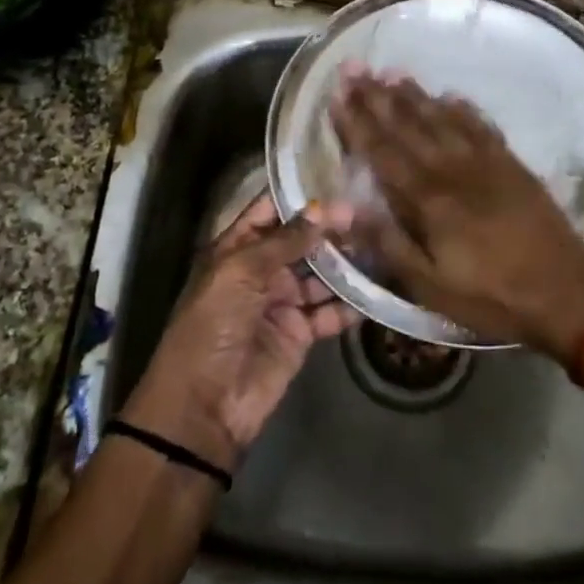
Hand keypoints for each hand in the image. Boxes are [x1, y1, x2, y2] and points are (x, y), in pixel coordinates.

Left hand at [122, 194, 359, 472]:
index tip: (337, 178)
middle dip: (330, 229)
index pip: (270, 211)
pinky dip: (350, 304)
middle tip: (368, 214)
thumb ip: (285, 241)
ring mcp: (282, 302)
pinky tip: (374, 291)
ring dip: (345, 263)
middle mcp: (261, 271)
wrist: (205, 405)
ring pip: (320, 274)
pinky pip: (330, 312)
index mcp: (236, 249)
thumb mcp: (241, 273)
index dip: (300, 197)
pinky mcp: (300, 333)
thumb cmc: (213, 325)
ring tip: (378, 246)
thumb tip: (323, 208)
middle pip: (301, 241)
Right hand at [330, 68, 583, 355]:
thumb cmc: (492, 295)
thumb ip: (387, 243)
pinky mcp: (511, 164)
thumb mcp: (431, 286)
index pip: (382, 152)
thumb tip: (344, 211)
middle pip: (408, 125)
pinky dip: (463, 108)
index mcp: (428, 199)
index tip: (338, 94)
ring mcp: (485, 162)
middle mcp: (452, 169)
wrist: (567, 291)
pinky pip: (481, 126)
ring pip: (441, 118)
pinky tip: (451, 95)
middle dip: (377, 97)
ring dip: (414, 95)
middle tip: (356, 68)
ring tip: (392, 72)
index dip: (357, 123)